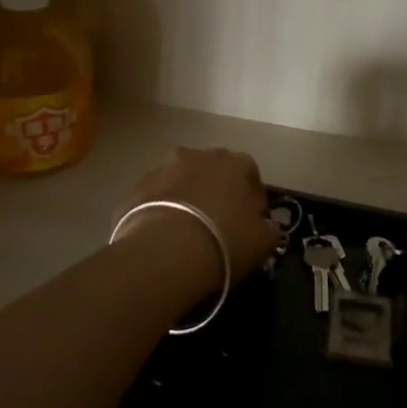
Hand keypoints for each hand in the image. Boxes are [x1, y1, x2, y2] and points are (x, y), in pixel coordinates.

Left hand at [120, 147, 282, 281]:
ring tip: (187, 231)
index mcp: (235, 162)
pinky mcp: (136, 188)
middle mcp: (199, 155)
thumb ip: (270, 228)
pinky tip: (163, 237)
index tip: (252, 223)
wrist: (165, 252)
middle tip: (218, 224)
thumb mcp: (264, 241)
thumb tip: (267, 225)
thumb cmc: (224, 241)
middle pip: (213, 171)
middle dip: (217, 191)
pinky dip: (161, 210)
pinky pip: (155, 197)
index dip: (253, 199)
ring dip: (187, 197)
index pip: (250, 173)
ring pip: (181, 180)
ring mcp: (163, 168)